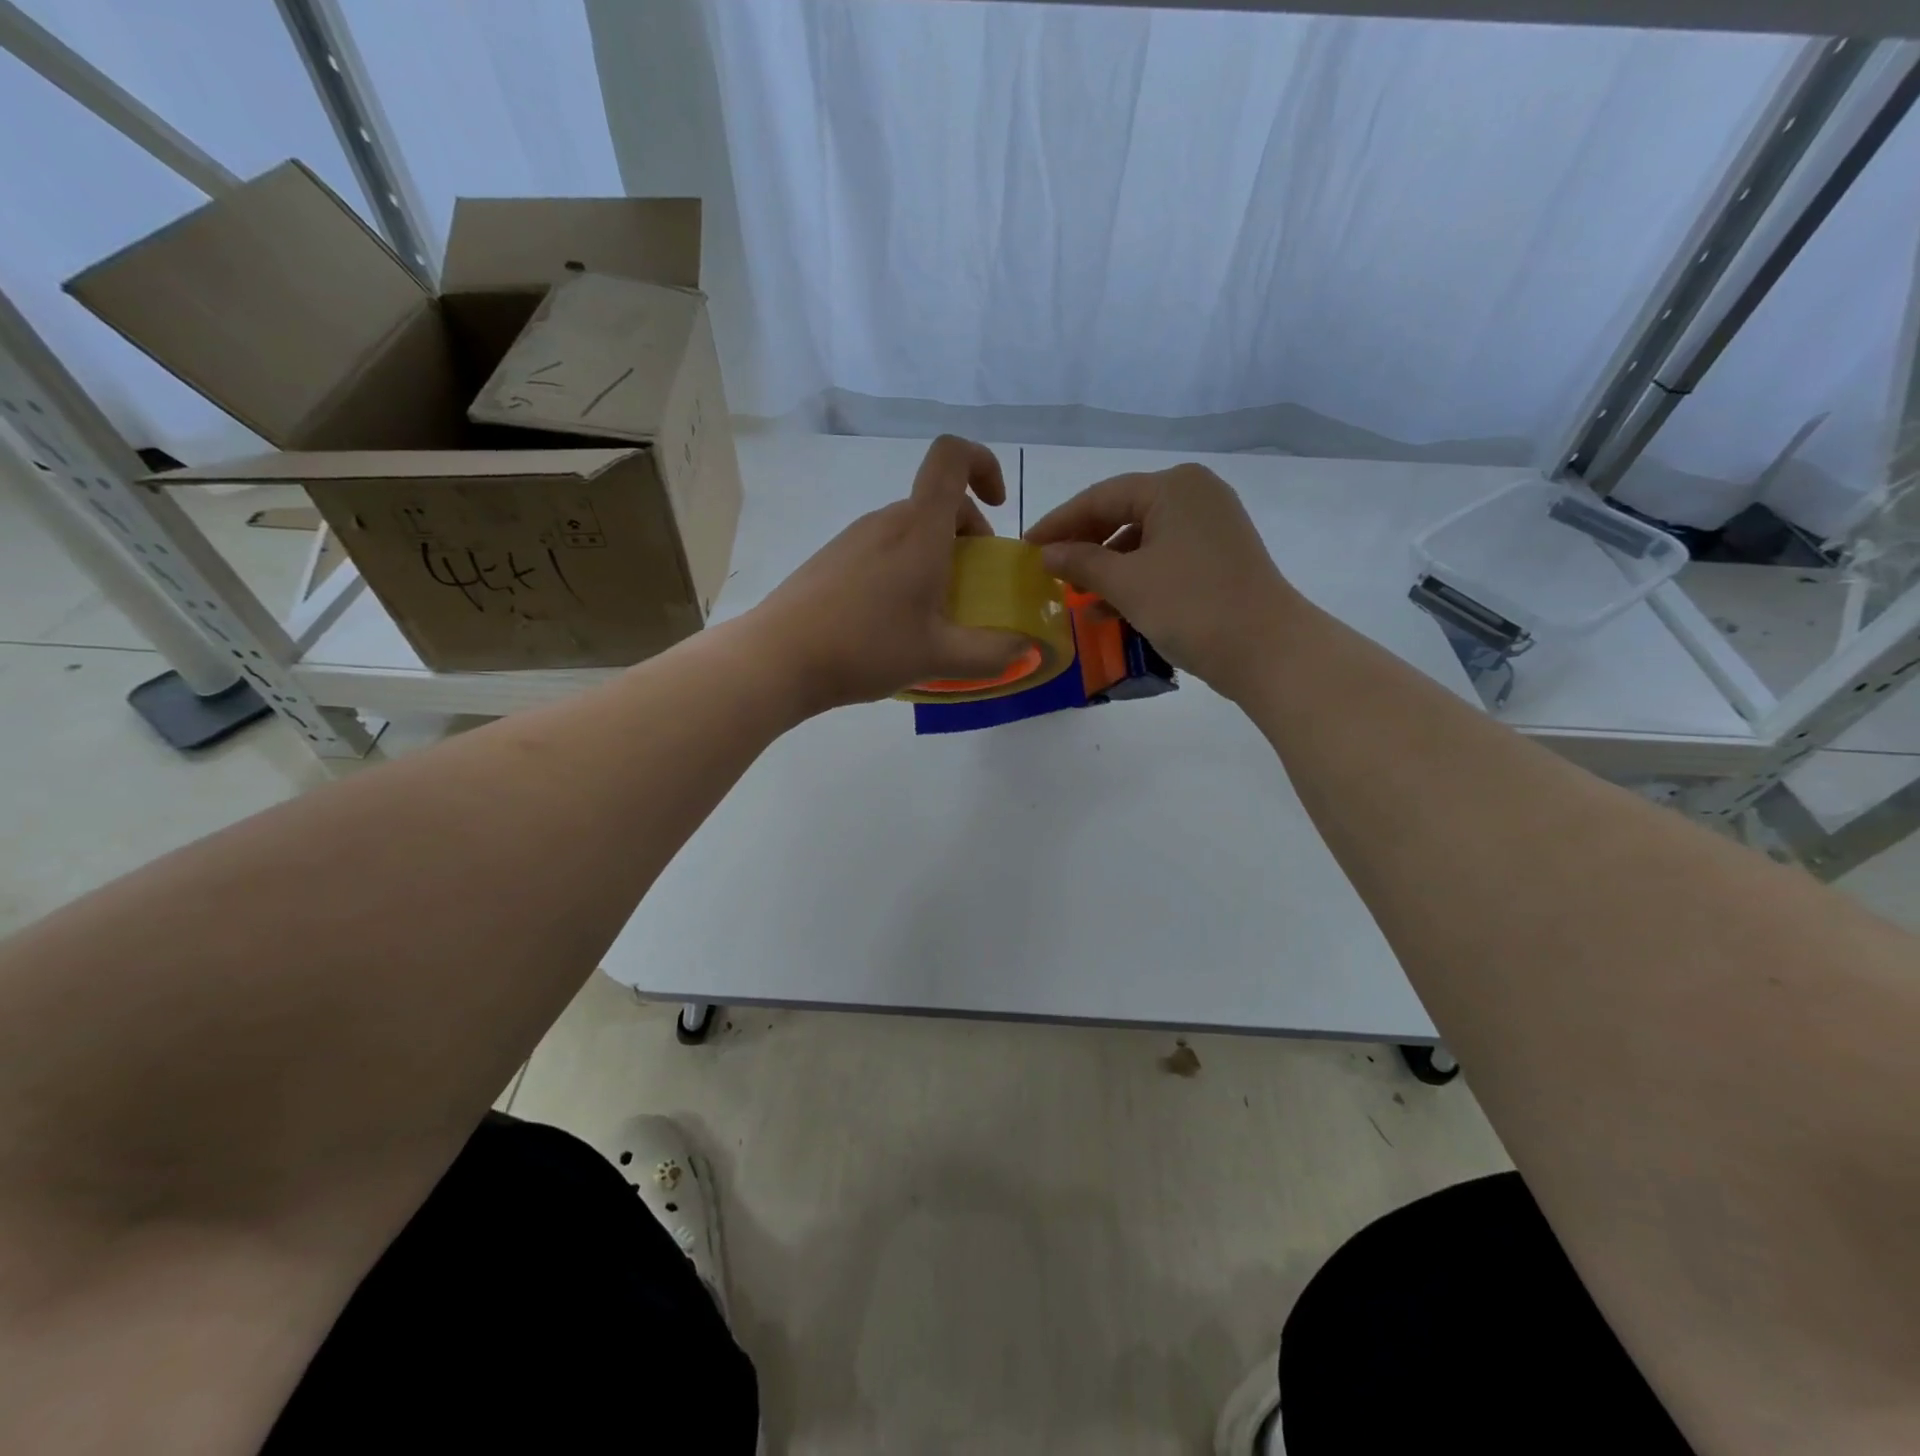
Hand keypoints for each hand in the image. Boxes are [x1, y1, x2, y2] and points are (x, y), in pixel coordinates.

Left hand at [749, 436, 1028, 714]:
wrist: (778, 658)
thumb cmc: (866, 647)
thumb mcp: (939, 657)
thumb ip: (991, 654)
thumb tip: (1026, 650)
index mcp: (920, 529)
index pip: (952, 457)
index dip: (983, 465)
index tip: (997, 506)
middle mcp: (886, 521)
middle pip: (937, 503)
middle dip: (968, 534)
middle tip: (972, 587)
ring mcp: (853, 538)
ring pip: (909, 530)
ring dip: (935, 557)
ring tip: (933, 613)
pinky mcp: (831, 559)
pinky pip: (882, 550)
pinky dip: (903, 569)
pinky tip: (892, 621)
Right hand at [1025, 464, 1302, 698]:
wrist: (1266, 649)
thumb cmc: (1191, 606)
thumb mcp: (1127, 583)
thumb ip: (1080, 562)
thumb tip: (1045, 553)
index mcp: (1173, 486)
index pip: (1101, 496)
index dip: (1059, 523)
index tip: (1027, 546)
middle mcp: (1194, 495)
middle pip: (1122, 513)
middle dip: (1083, 544)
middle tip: (1047, 569)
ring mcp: (1210, 526)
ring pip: (1142, 539)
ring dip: (1106, 566)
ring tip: (1073, 594)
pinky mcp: (1218, 556)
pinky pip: (1163, 558)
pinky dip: (1134, 578)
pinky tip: (1107, 608)